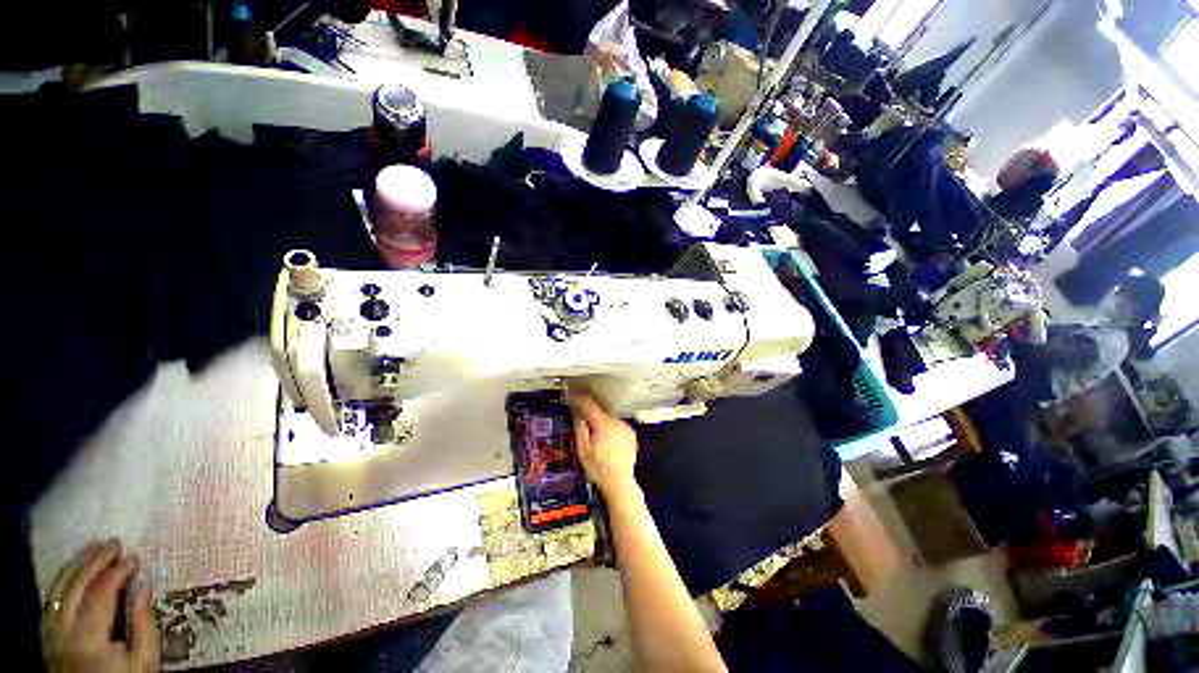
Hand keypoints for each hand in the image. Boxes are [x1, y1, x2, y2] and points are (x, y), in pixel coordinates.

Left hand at [42, 540, 159, 672]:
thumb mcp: (144, 661)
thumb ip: (143, 624)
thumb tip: (146, 584)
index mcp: (89, 639)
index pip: (101, 593)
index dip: (118, 572)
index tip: (135, 557)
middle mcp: (64, 631)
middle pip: (75, 587)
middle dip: (94, 561)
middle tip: (115, 543)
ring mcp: (51, 633)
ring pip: (58, 589)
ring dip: (76, 564)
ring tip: (95, 548)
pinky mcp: (47, 633)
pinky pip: (51, 599)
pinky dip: (63, 579)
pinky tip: (75, 571)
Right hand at [568, 393, 638, 499]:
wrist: (620, 483)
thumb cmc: (598, 468)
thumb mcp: (582, 450)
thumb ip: (579, 428)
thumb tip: (576, 413)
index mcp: (603, 423)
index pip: (589, 404)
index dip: (578, 399)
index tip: (570, 398)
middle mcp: (617, 421)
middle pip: (600, 410)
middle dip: (589, 411)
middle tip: (579, 414)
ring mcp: (626, 427)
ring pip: (609, 417)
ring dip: (600, 420)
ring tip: (593, 431)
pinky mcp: (631, 434)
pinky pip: (617, 425)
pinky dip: (610, 427)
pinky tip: (605, 439)